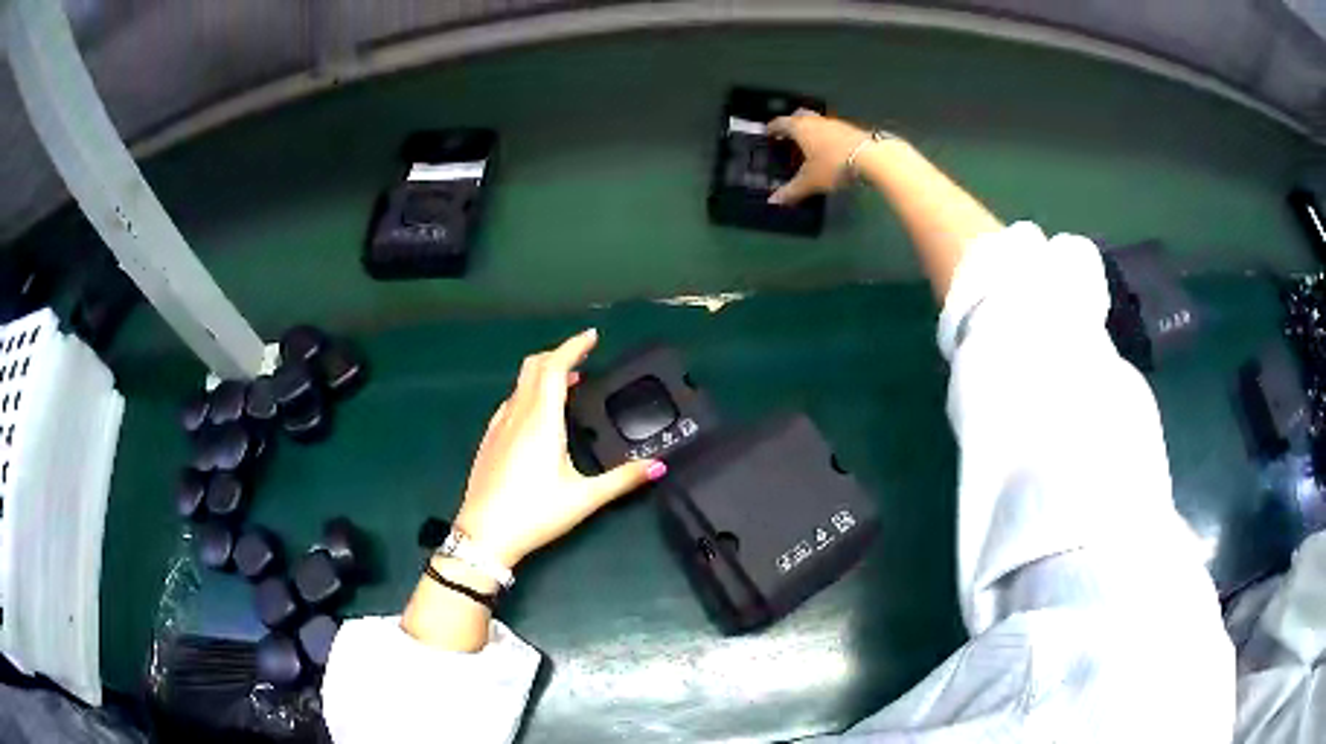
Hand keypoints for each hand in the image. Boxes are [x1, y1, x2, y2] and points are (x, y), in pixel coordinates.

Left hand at [452, 329, 666, 568]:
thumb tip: (659, 465)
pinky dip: (528, 392)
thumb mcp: (584, 499)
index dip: (573, 346)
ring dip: (543, 373)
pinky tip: (537, 414)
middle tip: (583, 357)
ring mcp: (499, 427)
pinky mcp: (489, 440)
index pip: (555, 367)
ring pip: (520, 384)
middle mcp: (518, 415)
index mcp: (542, 421)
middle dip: (558, 354)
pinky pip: (510, 402)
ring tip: (567, 383)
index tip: (592, 337)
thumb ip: (622, 479)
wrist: (484, 535)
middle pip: (534, 367)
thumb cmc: (535, 513)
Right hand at [766, 110, 870, 204]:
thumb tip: (773, 201)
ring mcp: (835, 123)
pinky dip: (826, 138)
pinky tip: (830, 151)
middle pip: (799, 117)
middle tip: (788, 137)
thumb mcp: (810, 181)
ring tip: (809, 147)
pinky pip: (832, 130)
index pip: (780, 123)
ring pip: (817, 123)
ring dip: (811, 132)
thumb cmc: (833, 165)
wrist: (872, 158)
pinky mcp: (851, 130)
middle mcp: (816, 120)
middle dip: (792, 125)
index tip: (768, 134)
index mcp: (800, 127)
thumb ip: (791, 191)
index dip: (772, 128)